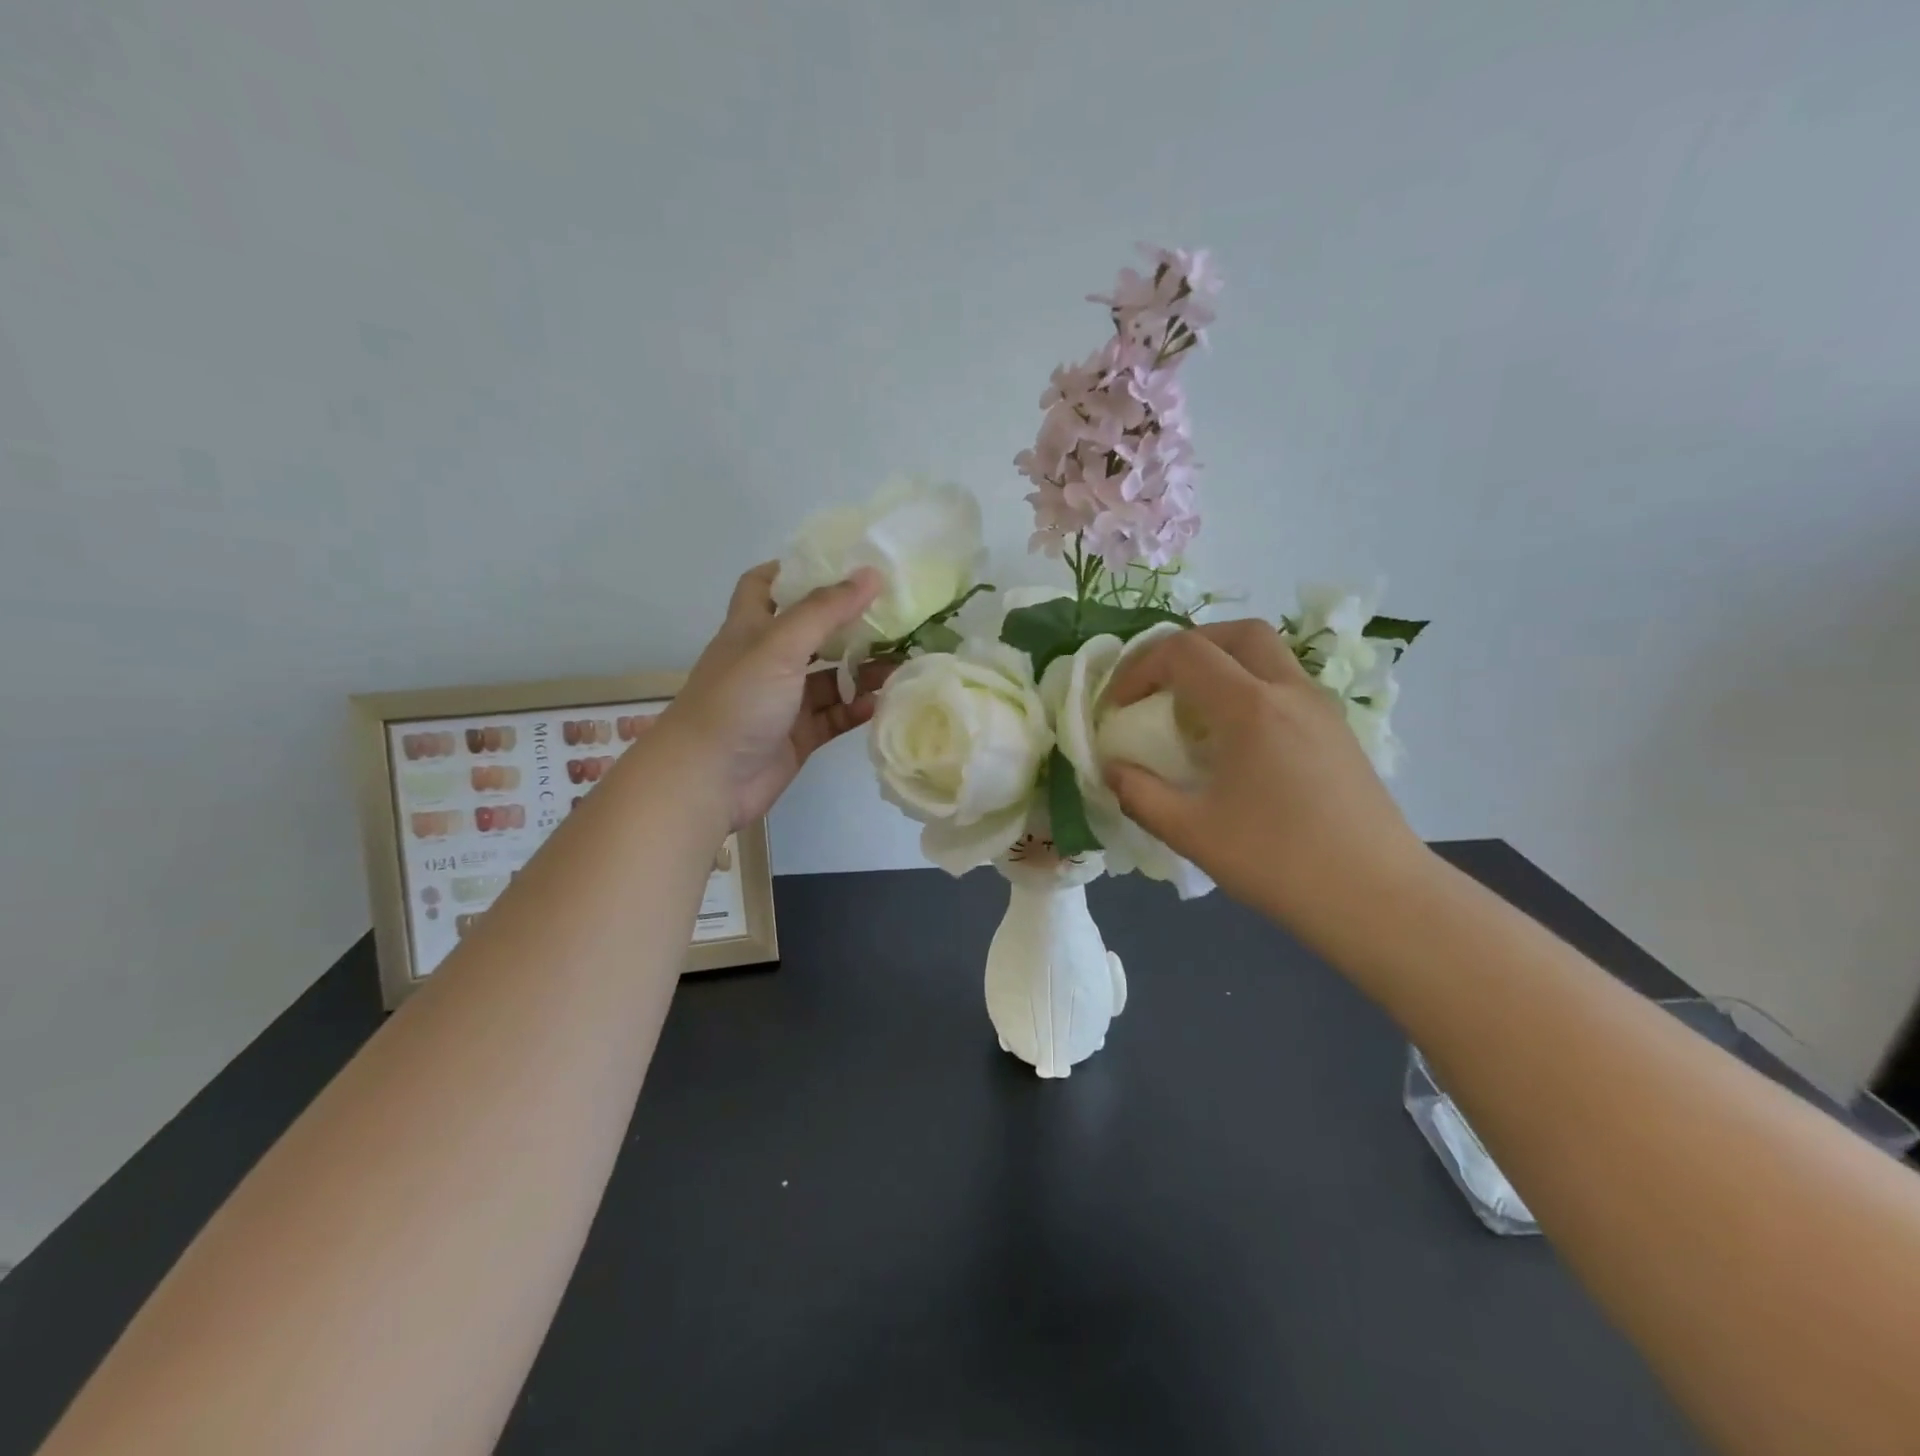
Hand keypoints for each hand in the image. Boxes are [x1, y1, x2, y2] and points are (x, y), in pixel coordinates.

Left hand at [663, 562, 890, 828]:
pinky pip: (835, 715)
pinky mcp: (798, 735)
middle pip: (812, 632)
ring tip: (903, 660)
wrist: (707, 781)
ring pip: (830, 677)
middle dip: (849, 623)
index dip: (795, 570)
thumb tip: (871, 573)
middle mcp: (768, 661)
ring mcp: (784, 701)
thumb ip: (825, 610)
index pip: (765, 585)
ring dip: (862, 670)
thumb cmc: (737, 702)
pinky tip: (884, 701)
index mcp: (751, 629)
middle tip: (894, 614)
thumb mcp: (779, 646)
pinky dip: (857, 708)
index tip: (840, 563)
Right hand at [1102, 620, 1428, 938]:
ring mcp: (1321, 708)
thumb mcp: (1191, 832)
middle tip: (1157, 685)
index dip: (1139, 669)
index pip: (1184, 652)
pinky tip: (1236, 739)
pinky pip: (1286, 683)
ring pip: (1268, 654)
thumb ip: (1139, 794)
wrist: (1378, 898)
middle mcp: (1289, 691)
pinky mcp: (1338, 731)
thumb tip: (1112, 769)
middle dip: (1186, 647)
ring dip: (1221, 663)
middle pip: (1235, 633)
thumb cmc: (1279, 862)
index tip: (1118, 707)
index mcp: (1250, 707)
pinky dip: (1249, 687)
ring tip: (1193, 710)